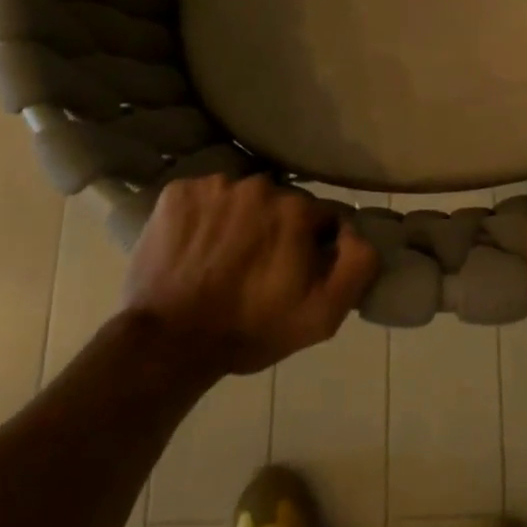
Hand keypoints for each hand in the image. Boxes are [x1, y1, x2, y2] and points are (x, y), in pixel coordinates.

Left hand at [122, 174, 377, 379]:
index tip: (294, 272)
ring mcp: (214, 186)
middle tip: (258, 269)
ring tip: (223, 260)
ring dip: (239, 220)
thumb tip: (354, 230)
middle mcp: (258, 185)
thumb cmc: (250, 329)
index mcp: (296, 209)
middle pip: (280, 204)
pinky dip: (203, 217)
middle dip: (276, 230)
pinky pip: (203, 197)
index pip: (320, 217)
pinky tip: (196, 248)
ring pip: (240, 198)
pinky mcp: (176, 192)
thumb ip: (358, 264)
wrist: (168, 341)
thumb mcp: (323, 314)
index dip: (312, 246)